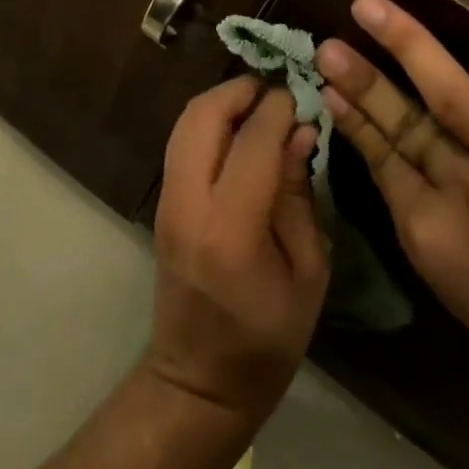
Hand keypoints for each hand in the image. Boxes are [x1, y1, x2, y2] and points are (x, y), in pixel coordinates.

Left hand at [146, 77, 330, 428]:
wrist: (199, 378)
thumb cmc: (268, 338)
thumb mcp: (308, 271)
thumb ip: (299, 195)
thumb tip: (299, 131)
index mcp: (231, 228)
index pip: (253, 140)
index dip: (280, 107)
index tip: (303, 95)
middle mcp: (188, 204)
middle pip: (202, 116)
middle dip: (240, 90)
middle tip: (277, 91)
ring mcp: (166, 201)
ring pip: (184, 123)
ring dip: (221, 102)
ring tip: (261, 105)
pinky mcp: (161, 203)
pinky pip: (181, 143)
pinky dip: (209, 123)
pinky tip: (239, 132)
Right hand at [318, 0, 468, 450]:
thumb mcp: (458, 288)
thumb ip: (422, 219)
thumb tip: (392, 159)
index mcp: (433, 233)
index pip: (382, 157)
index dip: (353, 114)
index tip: (327, 78)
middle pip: (407, 124)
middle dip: (364, 78)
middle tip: (329, 41)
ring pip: (462, 104)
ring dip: (415, 52)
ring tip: (375, 10)